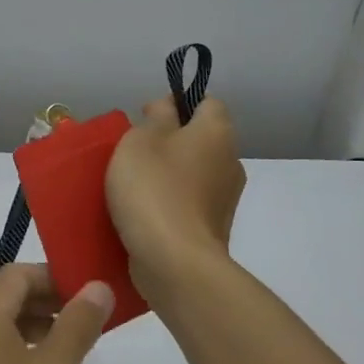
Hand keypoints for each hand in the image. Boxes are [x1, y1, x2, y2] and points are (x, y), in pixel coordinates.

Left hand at [0, 264, 112, 363]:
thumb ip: (77, 326)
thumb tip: (97, 286)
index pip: (21, 273)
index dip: (58, 277)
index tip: (92, 294)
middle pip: (14, 300)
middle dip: (55, 309)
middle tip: (94, 325)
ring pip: (9, 334)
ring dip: (46, 342)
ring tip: (84, 362)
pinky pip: (1, 363)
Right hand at [106, 95, 246, 297]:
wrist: (174, 261)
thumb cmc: (154, 189)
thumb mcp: (141, 139)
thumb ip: (156, 117)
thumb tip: (169, 108)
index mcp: (217, 133)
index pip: (207, 102)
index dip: (178, 103)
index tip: (146, 117)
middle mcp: (230, 162)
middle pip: (201, 139)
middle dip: (171, 141)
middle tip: (133, 152)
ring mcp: (224, 199)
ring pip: (195, 173)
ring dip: (170, 174)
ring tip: (133, 184)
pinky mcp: (213, 229)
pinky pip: (190, 203)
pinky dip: (170, 202)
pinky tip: (144, 212)